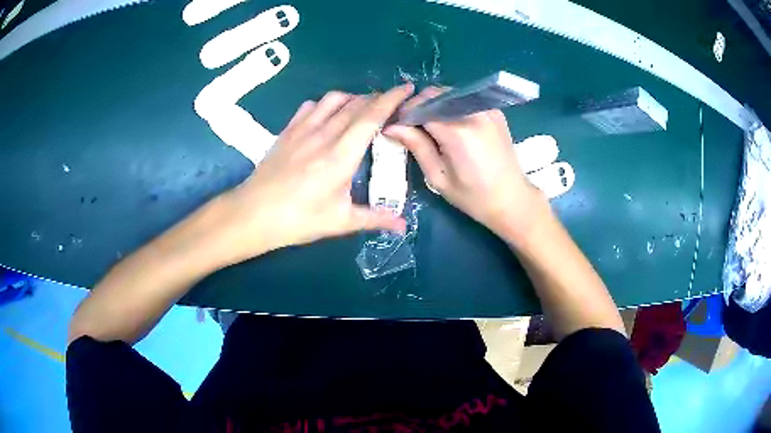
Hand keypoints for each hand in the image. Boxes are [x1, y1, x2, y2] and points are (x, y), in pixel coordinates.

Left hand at [213, 85, 413, 265]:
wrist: (254, 213)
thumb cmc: (298, 219)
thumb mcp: (340, 222)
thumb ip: (375, 219)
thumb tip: (402, 225)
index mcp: (341, 155)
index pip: (372, 116)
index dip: (392, 99)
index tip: (408, 88)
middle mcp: (324, 134)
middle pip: (356, 104)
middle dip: (378, 98)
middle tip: (391, 104)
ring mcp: (303, 129)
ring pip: (333, 99)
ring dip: (353, 98)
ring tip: (362, 108)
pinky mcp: (288, 131)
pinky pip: (311, 106)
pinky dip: (326, 104)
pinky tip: (328, 115)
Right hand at [384, 86, 543, 237]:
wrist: (512, 199)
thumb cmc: (473, 197)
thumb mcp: (438, 177)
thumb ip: (416, 146)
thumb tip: (391, 127)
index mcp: (458, 132)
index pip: (421, 106)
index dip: (405, 113)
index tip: (396, 125)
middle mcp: (474, 113)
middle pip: (435, 94)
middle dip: (418, 106)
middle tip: (410, 126)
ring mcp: (487, 109)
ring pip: (449, 94)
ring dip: (433, 105)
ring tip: (428, 126)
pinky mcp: (494, 111)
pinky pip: (464, 100)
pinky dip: (450, 107)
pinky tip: (449, 125)